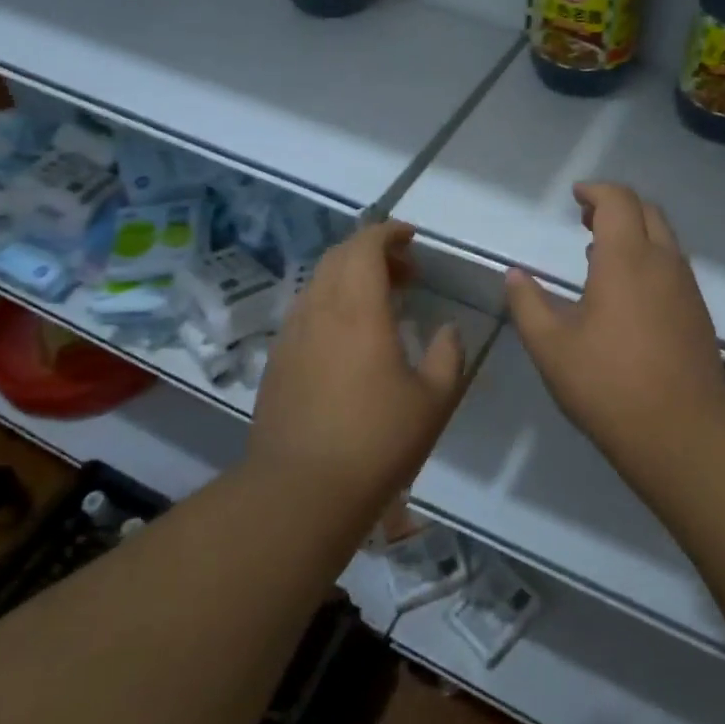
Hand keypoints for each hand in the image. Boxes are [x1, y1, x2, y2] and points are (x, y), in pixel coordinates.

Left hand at [249, 220, 465, 504]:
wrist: (300, 491)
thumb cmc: (376, 441)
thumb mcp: (433, 400)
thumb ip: (447, 356)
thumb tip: (446, 331)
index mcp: (358, 309)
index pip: (365, 245)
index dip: (388, 233)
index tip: (412, 239)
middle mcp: (319, 310)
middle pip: (338, 257)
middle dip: (372, 252)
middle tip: (405, 273)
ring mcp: (291, 335)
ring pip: (318, 283)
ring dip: (350, 279)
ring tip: (380, 305)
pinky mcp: (277, 361)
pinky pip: (305, 312)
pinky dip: (330, 305)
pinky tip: (349, 341)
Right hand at [504, 184, 724, 456]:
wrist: (682, 431)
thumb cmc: (608, 383)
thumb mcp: (551, 346)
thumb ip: (528, 303)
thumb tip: (514, 275)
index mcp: (627, 259)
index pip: (618, 200)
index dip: (596, 191)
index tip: (575, 196)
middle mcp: (663, 262)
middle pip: (646, 211)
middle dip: (616, 206)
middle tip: (586, 219)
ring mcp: (686, 288)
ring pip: (664, 239)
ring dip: (634, 233)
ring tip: (598, 254)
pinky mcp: (697, 313)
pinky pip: (672, 266)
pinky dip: (648, 259)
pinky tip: (625, 292)